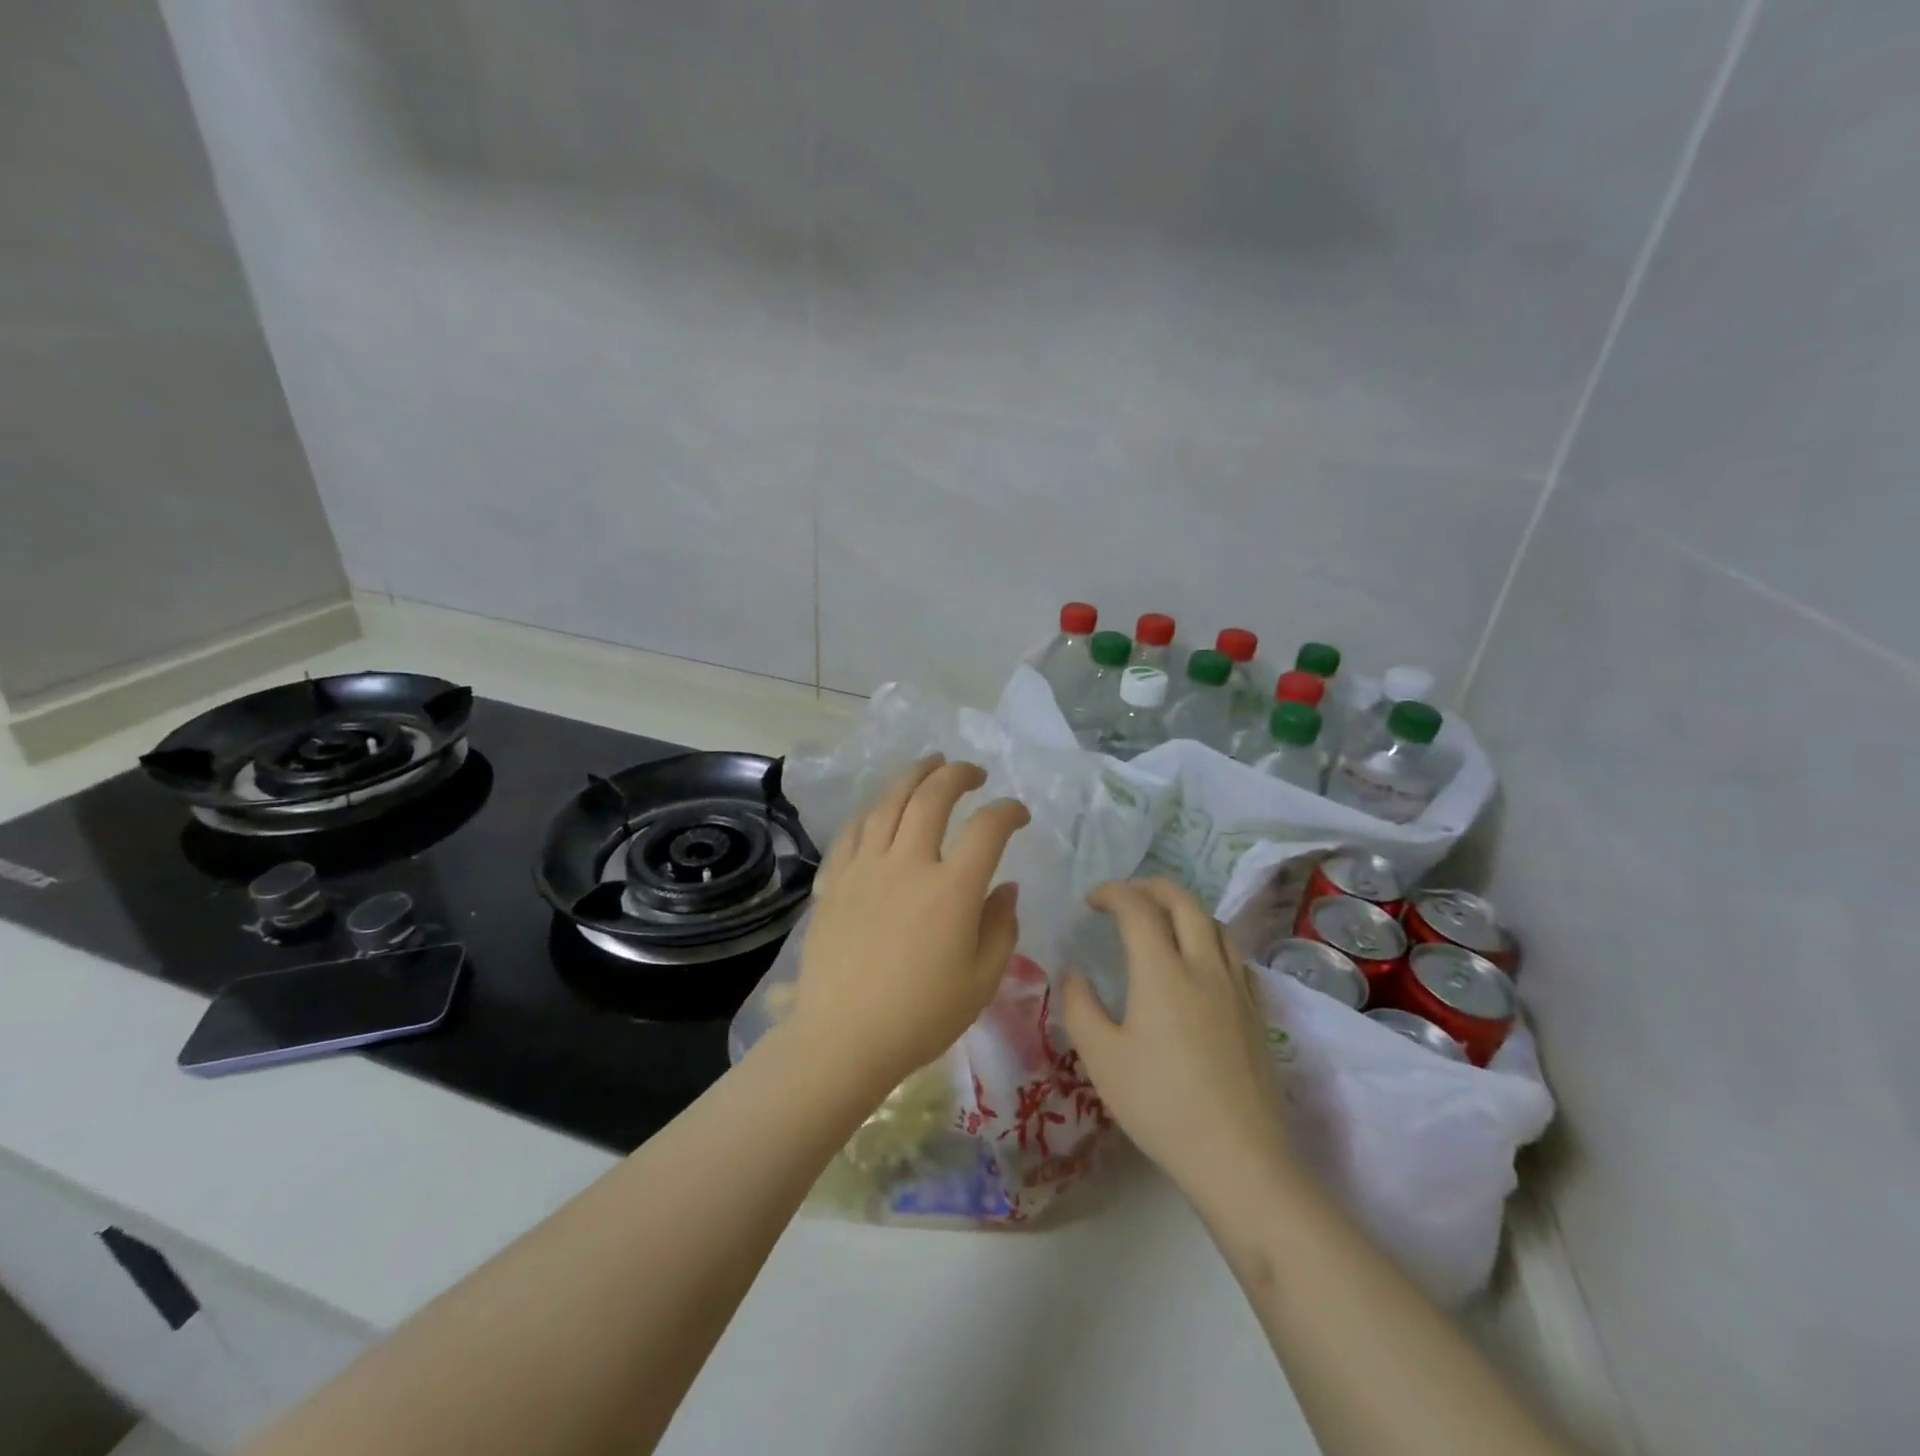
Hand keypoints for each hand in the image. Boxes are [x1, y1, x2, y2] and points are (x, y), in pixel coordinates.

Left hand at [792, 756, 1029, 1091]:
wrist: (843, 1038)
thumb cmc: (921, 1016)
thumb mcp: (981, 981)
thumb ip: (1001, 927)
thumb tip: (1006, 886)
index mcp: (952, 889)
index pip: (988, 828)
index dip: (1009, 811)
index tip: (1018, 814)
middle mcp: (908, 864)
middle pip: (933, 796)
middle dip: (958, 774)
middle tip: (973, 772)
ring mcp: (865, 867)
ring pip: (889, 802)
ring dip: (913, 775)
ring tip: (928, 765)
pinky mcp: (834, 880)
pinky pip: (854, 829)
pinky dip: (874, 810)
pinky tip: (882, 808)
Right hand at [1062, 879, 1289, 1197]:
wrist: (1239, 1156)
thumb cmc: (1160, 1104)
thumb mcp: (1101, 1058)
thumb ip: (1080, 1007)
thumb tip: (1074, 973)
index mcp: (1162, 971)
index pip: (1137, 908)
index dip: (1112, 893)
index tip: (1091, 901)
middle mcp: (1203, 965)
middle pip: (1183, 901)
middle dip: (1151, 886)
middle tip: (1126, 895)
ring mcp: (1236, 986)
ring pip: (1214, 923)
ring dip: (1184, 908)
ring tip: (1162, 920)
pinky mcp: (1256, 1010)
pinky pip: (1234, 953)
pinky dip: (1210, 937)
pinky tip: (1201, 961)